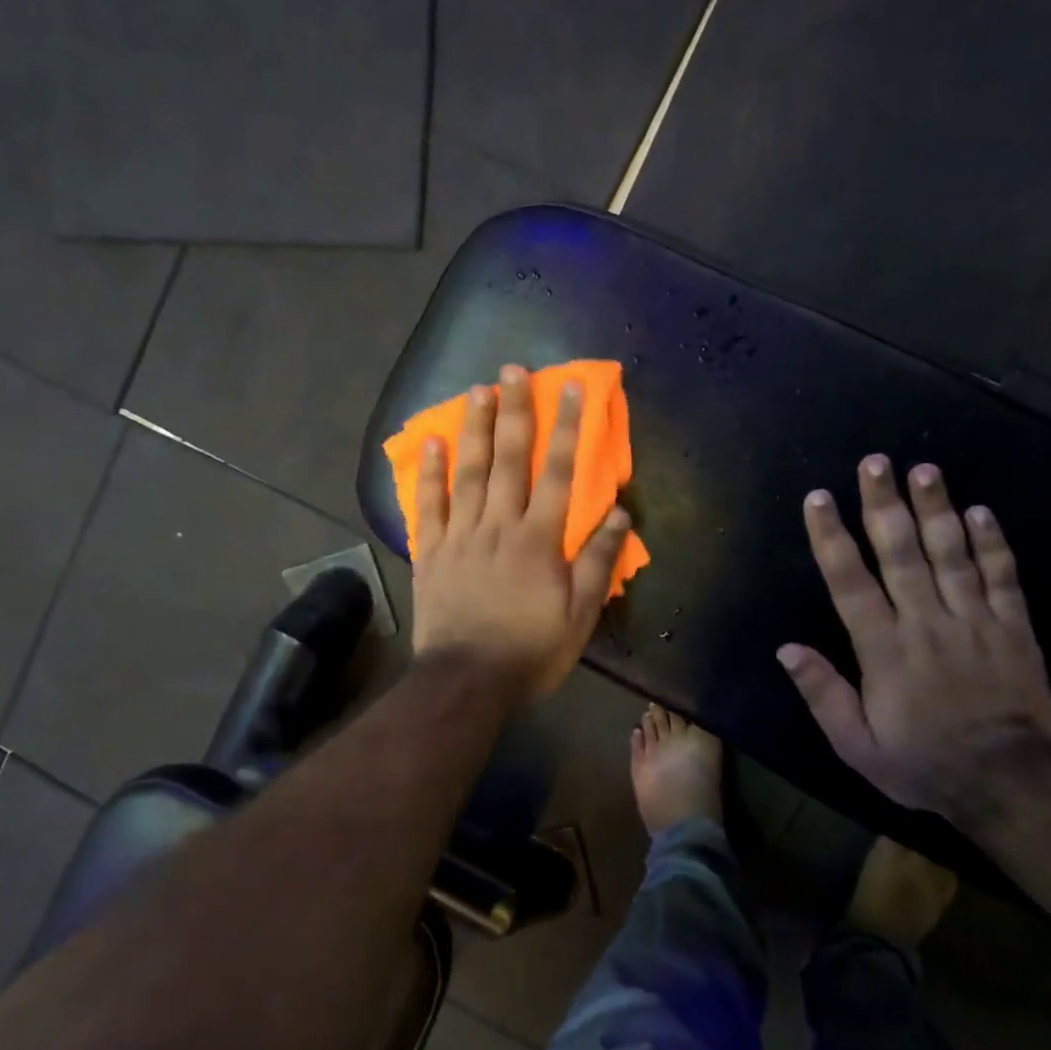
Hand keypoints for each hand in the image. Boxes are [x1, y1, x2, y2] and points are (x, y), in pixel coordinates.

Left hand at [412, 364, 633, 702]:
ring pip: (469, 471)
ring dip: (475, 428)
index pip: (560, 473)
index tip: (571, 388)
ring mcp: (461, 535)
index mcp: (539, 539)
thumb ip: (598, 561)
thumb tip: (620, 513)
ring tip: (478, 388)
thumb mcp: (579, 615)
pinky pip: (430, 504)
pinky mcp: (432, 551)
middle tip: (514, 368)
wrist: (466, 680)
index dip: (569, 428)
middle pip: (509, 459)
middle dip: (515, 410)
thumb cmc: (530, 650)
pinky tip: (434, 441)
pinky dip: (431, 472)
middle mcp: (499, 525)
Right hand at [778, 455, 1050, 817]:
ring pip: (953, 555)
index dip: (832, 538)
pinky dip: (993, 544)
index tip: (819, 498)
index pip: (850, 582)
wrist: (1009, 784)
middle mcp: (926, 623)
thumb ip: (822, 693)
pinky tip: (981, 511)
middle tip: (875, 463)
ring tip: (925, 470)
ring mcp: (975, 622)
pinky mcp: (1014, 629)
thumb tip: (786, 649)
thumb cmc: (922, 762)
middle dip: (885, 505)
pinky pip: (1004, 579)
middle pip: (902, 554)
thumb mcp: (856, 744)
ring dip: (937, 509)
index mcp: (884, 649)